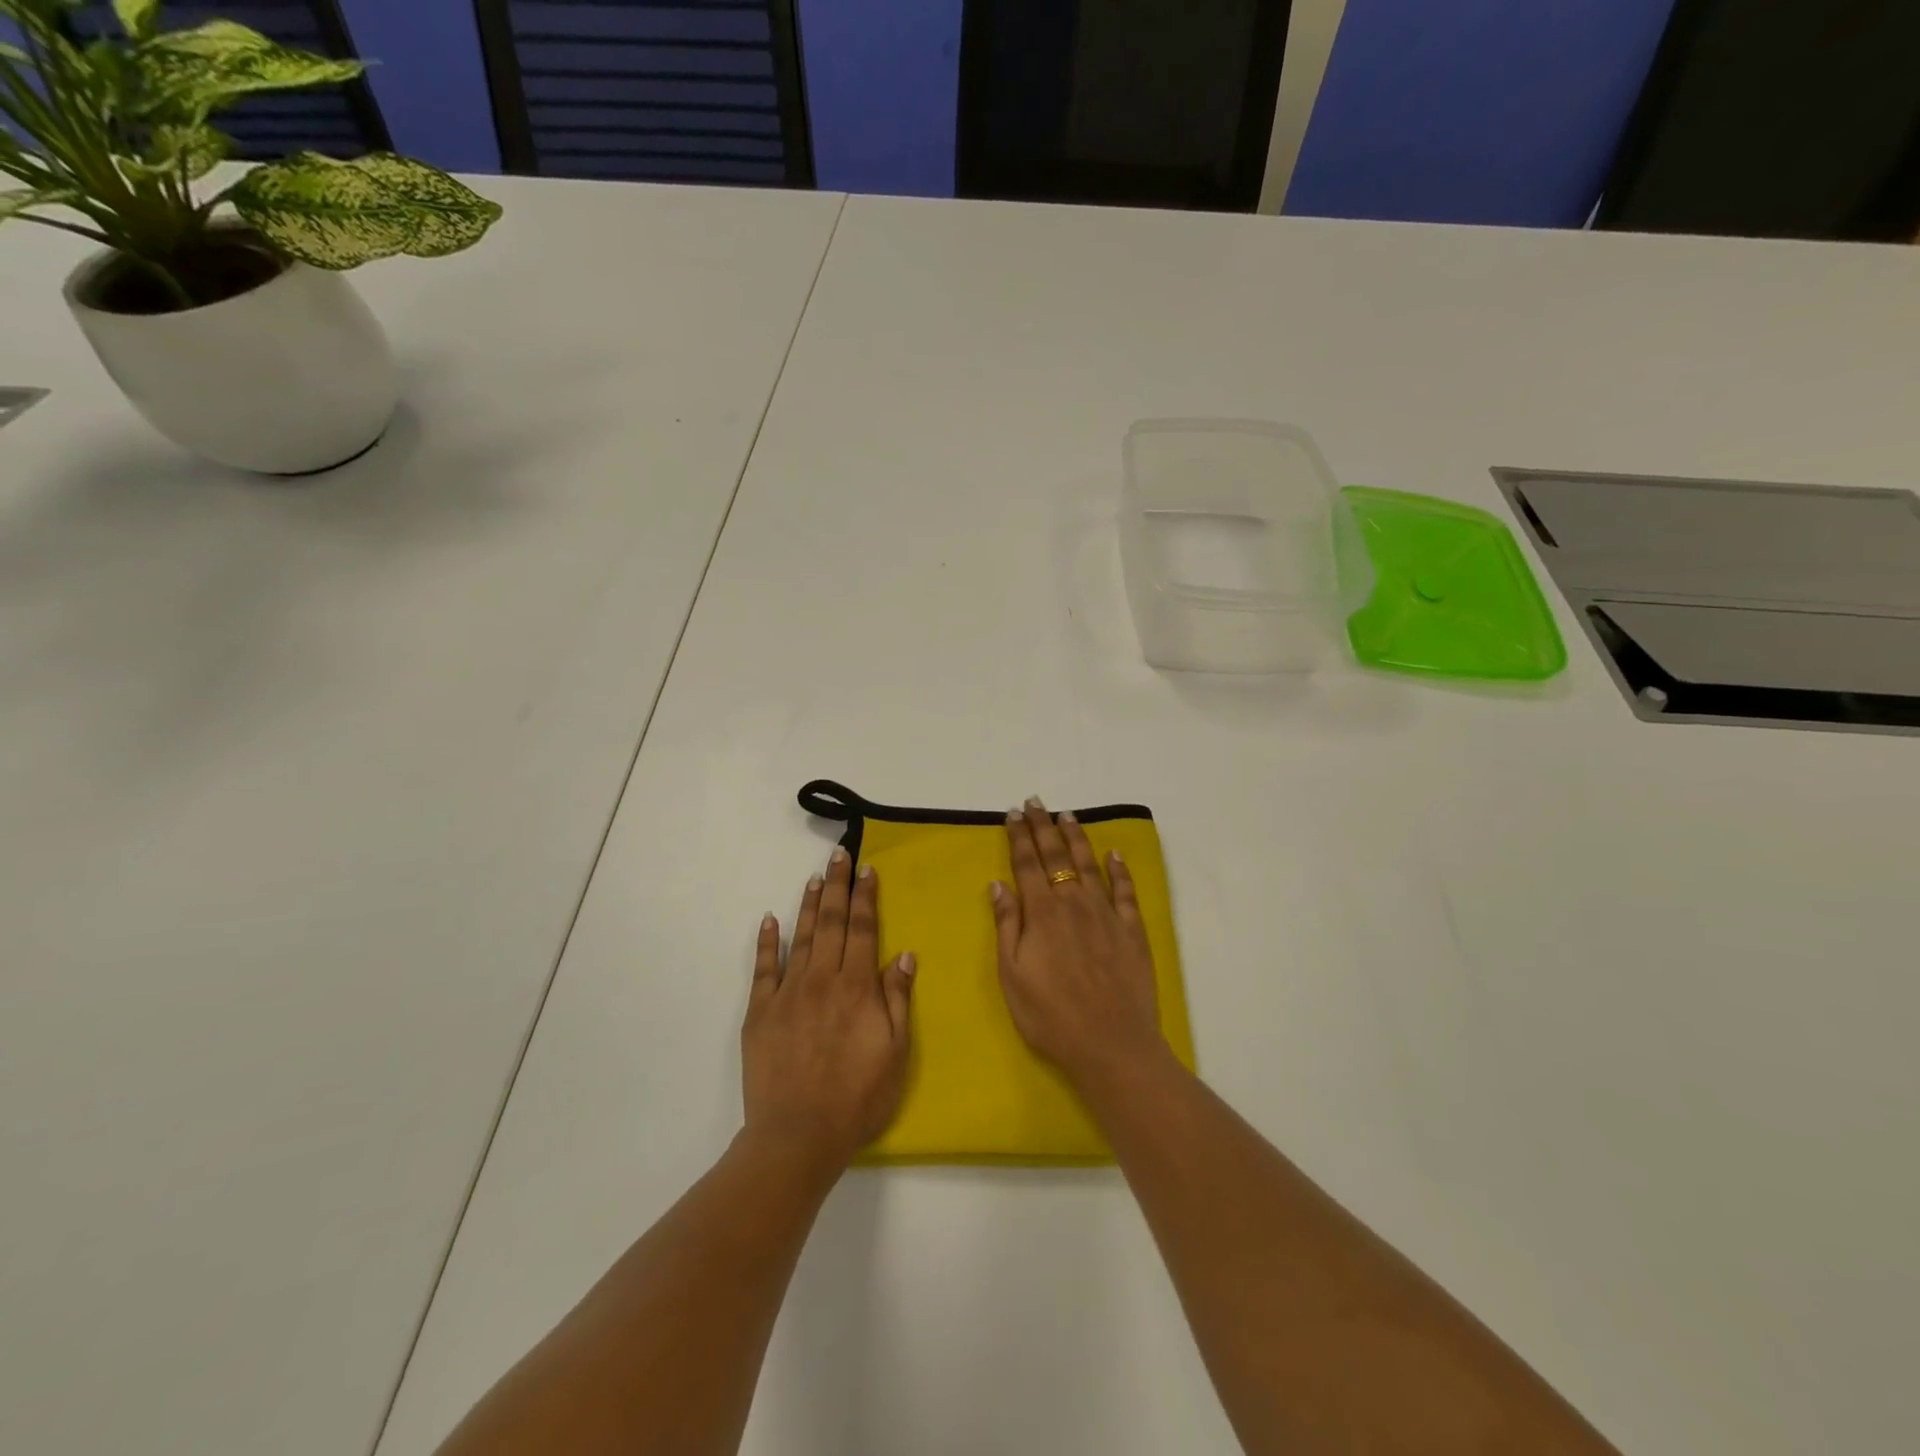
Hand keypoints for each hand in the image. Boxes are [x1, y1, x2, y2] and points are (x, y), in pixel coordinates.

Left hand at [742, 846, 915, 1172]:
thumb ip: (897, 1000)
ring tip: (814, 877)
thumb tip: (904, 955)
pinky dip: (766, 942)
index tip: (867, 869)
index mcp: (856, 987)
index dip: (866, 897)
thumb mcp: (895, 1052)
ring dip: (808, 904)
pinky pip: (763, 969)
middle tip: (838, 855)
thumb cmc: (857, 1098)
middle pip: (831, 922)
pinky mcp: (760, 1012)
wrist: (798, 1136)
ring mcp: (787, 993)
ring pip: (800, 937)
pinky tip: (769, 919)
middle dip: (837, 886)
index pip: (863, 929)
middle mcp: (822, 979)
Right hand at [990, 798, 1166, 1088]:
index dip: (1019, 836)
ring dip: (1077, 838)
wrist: (1111, 1044)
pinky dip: (1119, 870)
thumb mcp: (1012, 975)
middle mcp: (1074, 903)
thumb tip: (999, 884)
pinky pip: (1125, 891)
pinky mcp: (1132, 930)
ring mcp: (1106, 914)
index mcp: (1042, 913)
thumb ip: (1007, 925)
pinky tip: (1115, 854)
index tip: (1014, 813)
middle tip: (1036, 802)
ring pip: (1090, 865)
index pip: (1027, 864)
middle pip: (1057, 856)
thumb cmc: (1050, 1015)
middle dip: (1043, 827)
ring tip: (1068, 816)